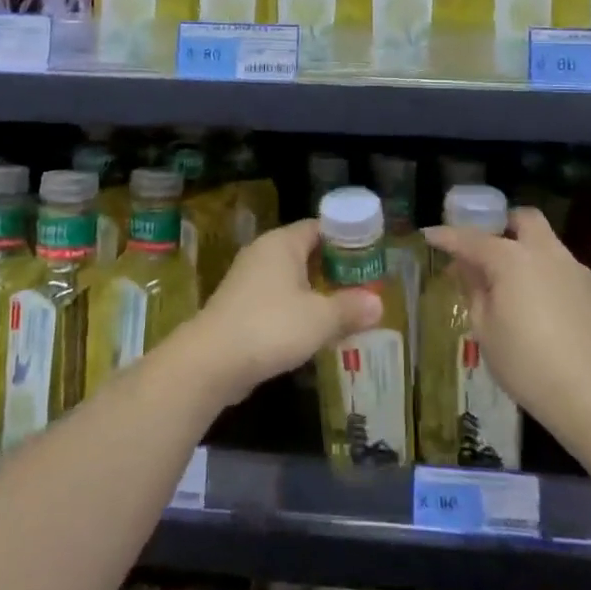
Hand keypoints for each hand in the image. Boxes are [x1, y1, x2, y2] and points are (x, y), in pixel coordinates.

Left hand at [179, 219, 383, 407]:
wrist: (211, 362)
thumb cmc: (271, 327)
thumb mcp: (320, 319)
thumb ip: (351, 308)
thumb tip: (378, 305)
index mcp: (282, 243)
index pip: (320, 227)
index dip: (347, 239)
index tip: (370, 257)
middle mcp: (264, 253)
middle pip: (307, 253)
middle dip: (335, 270)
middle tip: (365, 286)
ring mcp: (249, 280)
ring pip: (292, 279)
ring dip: (317, 293)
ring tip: (347, 311)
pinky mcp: (241, 307)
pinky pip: (278, 300)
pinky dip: (298, 310)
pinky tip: (315, 332)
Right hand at [422, 207, 590, 445]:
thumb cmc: (528, 366)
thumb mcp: (486, 331)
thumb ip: (475, 291)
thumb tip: (467, 268)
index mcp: (512, 259)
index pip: (471, 238)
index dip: (447, 236)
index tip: (429, 235)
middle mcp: (547, 254)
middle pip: (524, 219)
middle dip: (502, 225)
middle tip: (486, 250)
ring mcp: (578, 271)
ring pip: (549, 245)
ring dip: (528, 254)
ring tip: (515, 288)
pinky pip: (568, 274)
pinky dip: (551, 281)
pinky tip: (548, 313)